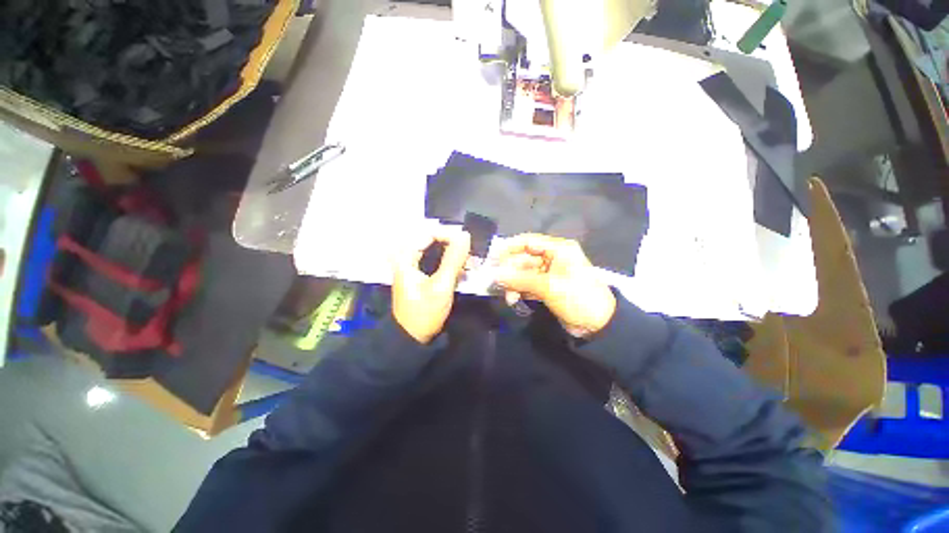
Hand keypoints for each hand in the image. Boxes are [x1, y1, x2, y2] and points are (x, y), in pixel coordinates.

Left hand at [392, 226, 471, 343]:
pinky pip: (436, 260)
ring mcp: (413, 266)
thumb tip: (465, 235)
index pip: (428, 232)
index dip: (449, 234)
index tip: (467, 242)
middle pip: (432, 239)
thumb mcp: (441, 285)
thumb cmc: (424, 312)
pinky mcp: (421, 274)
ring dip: (452, 253)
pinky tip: (461, 268)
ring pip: (435, 250)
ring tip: (468, 260)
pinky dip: (449, 262)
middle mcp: (407, 257)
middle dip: (452, 243)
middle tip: (469, 251)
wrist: (412, 338)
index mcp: (405, 257)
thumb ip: (453, 259)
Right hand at [494, 234, 615, 337]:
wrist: (599, 325)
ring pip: (524, 273)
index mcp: (558, 249)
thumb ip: (520, 280)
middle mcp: (553, 257)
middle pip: (524, 258)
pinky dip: (519, 290)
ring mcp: (549, 273)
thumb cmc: (577, 297)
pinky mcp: (547, 287)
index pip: (528, 241)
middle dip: (510, 271)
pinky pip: (528, 284)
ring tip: (508, 297)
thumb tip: (494, 276)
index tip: (492, 258)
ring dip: (513, 283)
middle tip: (497, 283)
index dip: (509, 247)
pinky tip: (513, 299)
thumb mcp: (548, 286)